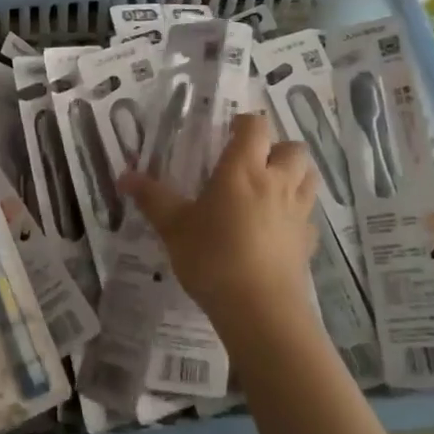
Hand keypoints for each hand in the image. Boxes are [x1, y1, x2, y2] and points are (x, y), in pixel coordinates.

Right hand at [122, 114, 318, 340]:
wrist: (260, 310)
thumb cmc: (213, 258)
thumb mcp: (174, 228)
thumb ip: (152, 198)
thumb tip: (124, 176)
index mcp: (243, 170)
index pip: (255, 127)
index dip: (244, 123)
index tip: (228, 133)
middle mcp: (276, 182)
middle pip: (292, 147)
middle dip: (276, 148)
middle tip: (251, 162)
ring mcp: (298, 212)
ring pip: (309, 177)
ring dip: (294, 174)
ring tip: (270, 187)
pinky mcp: (308, 241)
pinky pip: (308, 215)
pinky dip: (297, 213)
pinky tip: (278, 228)